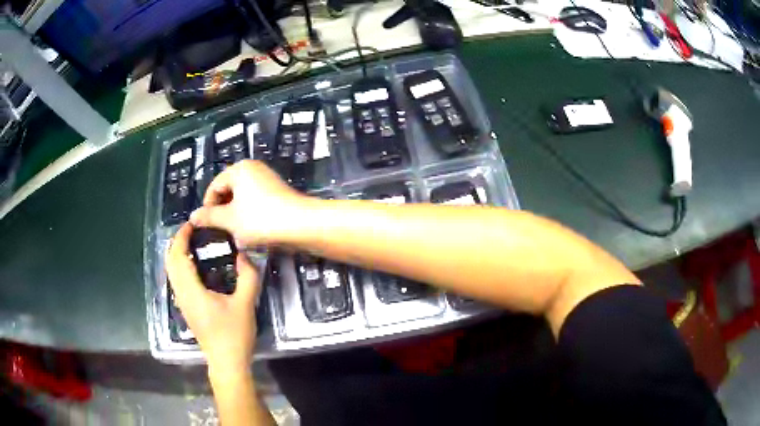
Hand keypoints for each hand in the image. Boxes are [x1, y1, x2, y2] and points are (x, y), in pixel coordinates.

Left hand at [166, 223, 260, 371]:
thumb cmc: (234, 334)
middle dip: (176, 243)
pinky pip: (176, 280)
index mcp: (192, 290)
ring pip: (171, 272)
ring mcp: (182, 303)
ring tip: (192, 244)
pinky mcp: (186, 309)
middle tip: (192, 231)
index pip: (178, 256)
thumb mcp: (245, 304)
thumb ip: (247, 277)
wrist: (226, 362)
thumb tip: (244, 255)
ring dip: (176, 254)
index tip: (192, 224)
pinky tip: (194, 267)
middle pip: (170, 262)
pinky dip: (179, 266)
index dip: (181, 237)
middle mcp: (182, 294)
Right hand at [190, 160, 310, 246]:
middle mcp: (253, 169)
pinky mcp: (278, 193)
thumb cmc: (260, 220)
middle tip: (219, 231)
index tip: (205, 225)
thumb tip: (192, 216)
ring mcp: (268, 180)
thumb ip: (209, 217)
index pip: (214, 186)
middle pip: (229, 190)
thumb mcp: (230, 220)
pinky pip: (256, 202)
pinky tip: (251, 231)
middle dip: (222, 211)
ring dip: (236, 215)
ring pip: (242, 198)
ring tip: (235, 233)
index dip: (207, 206)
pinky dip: (250, 215)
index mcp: (239, 169)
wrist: (301, 225)